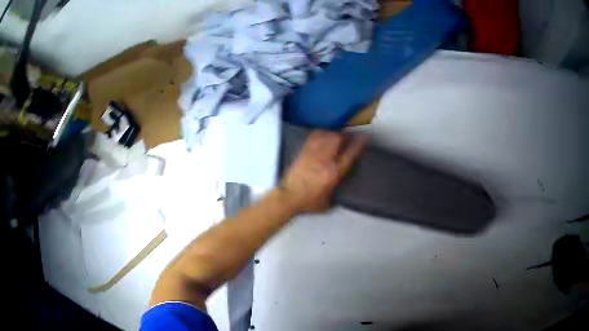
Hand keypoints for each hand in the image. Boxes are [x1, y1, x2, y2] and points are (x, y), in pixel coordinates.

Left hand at [280, 130, 367, 213]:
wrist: (288, 197)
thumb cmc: (309, 202)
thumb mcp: (328, 202)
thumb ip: (336, 193)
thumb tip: (340, 187)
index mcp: (334, 172)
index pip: (350, 153)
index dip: (360, 143)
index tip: (366, 137)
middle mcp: (325, 160)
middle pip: (338, 139)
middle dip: (345, 135)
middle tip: (349, 136)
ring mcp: (313, 154)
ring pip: (326, 136)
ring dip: (334, 133)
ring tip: (337, 135)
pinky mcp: (303, 152)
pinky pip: (314, 137)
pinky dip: (321, 133)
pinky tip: (323, 134)